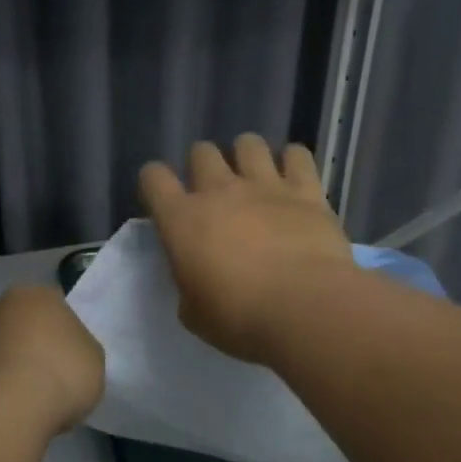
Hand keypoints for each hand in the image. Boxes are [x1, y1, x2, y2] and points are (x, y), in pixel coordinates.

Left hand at [0, 285, 104, 435]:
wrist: (9, 411)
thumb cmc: (61, 375)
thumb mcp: (92, 358)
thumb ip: (76, 347)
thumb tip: (62, 351)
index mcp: (34, 296)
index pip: (51, 305)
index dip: (61, 331)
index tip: (68, 357)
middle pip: (15, 322)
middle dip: (25, 342)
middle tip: (42, 375)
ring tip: (14, 395)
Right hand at [138, 135, 356, 363]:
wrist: (304, 308)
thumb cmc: (239, 318)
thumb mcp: (194, 313)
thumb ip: (188, 286)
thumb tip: (196, 277)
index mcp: (181, 220)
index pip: (153, 178)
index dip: (154, 182)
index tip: (163, 199)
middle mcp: (219, 191)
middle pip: (201, 152)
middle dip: (203, 165)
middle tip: (214, 191)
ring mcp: (265, 186)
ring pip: (248, 143)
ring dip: (246, 155)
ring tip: (254, 176)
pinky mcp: (306, 191)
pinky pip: (297, 155)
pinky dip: (293, 161)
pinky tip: (294, 176)